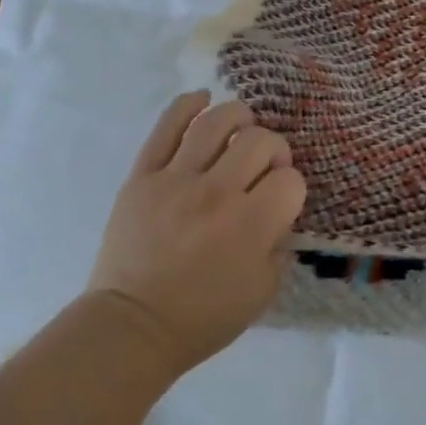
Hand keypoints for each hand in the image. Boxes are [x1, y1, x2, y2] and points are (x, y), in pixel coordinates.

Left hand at [87, 92, 306, 377]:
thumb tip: (278, 211)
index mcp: (251, 224)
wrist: (134, 325)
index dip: (291, 186)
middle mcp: (217, 192)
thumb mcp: (263, 292)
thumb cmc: (203, 317)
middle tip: (264, 165)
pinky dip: (187, 105)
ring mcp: (175, 179)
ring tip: (241, 125)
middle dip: (273, 148)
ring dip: (238, 116)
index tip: (280, 199)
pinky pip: (165, 127)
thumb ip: (280, 246)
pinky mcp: (142, 175)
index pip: (289, 178)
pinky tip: (202, 99)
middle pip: (259, 141)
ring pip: (215, 122)